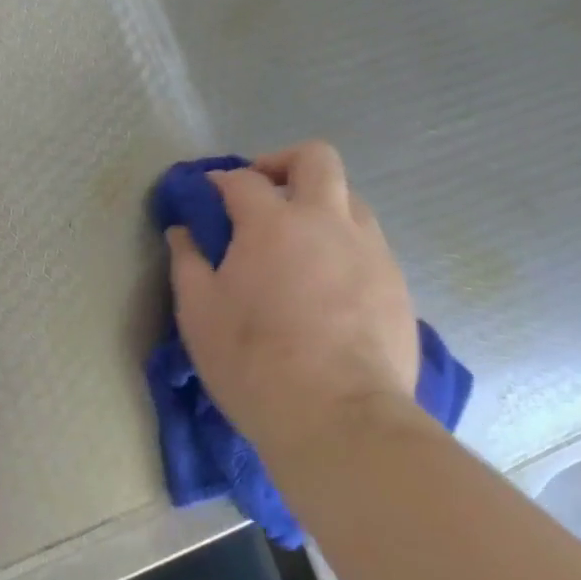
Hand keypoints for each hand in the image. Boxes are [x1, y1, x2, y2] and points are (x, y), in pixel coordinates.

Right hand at [166, 142, 417, 445]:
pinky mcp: (398, 284)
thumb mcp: (198, 314)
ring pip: (350, 199)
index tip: (206, 197)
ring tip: (298, 245)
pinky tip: (327, 287)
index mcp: (272, 223)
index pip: (242, 180)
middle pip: (315, 159)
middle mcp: (327, 222)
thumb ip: (187, 262)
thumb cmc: (254, 362)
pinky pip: (369, 244)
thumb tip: (182, 231)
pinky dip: (343, 246)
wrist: (341, 420)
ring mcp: (370, 250)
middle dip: (283, 163)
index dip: (219, 182)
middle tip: (263, 195)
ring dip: (319, 206)